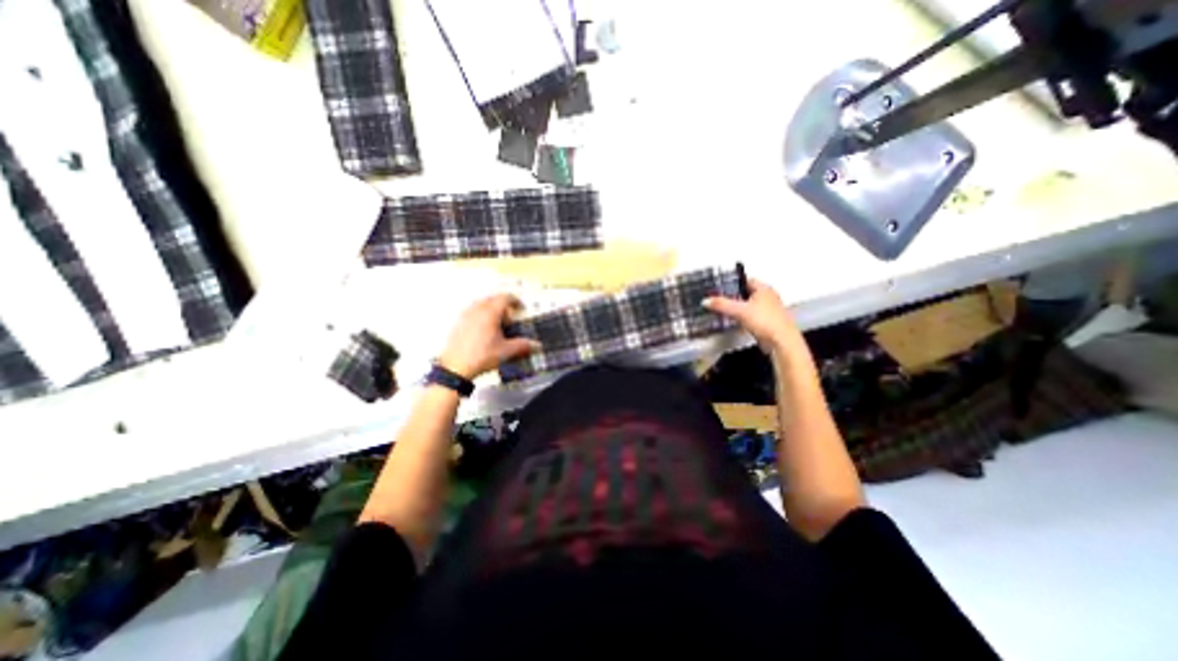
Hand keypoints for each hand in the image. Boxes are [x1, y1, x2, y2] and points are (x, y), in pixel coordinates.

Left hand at [436, 291, 537, 380]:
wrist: (456, 367)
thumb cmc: (479, 357)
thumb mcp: (506, 351)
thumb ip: (523, 346)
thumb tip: (535, 345)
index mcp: (490, 313)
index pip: (505, 298)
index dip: (515, 301)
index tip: (520, 307)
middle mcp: (477, 311)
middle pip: (493, 299)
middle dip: (503, 306)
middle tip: (510, 318)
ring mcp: (466, 316)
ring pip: (481, 305)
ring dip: (491, 310)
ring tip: (497, 324)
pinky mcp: (459, 324)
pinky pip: (472, 312)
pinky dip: (481, 316)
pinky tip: (484, 331)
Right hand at [702, 278, 806, 354]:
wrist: (782, 342)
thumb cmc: (764, 321)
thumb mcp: (739, 311)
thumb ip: (722, 305)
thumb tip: (705, 300)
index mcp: (764, 289)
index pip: (746, 280)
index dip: (733, 282)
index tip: (719, 287)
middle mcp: (768, 297)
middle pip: (747, 292)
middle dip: (734, 296)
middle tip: (719, 299)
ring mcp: (769, 310)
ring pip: (749, 305)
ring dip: (738, 307)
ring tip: (723, 310)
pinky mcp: (768, 322)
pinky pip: (752, 316)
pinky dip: (743, 317)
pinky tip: (734, 322)